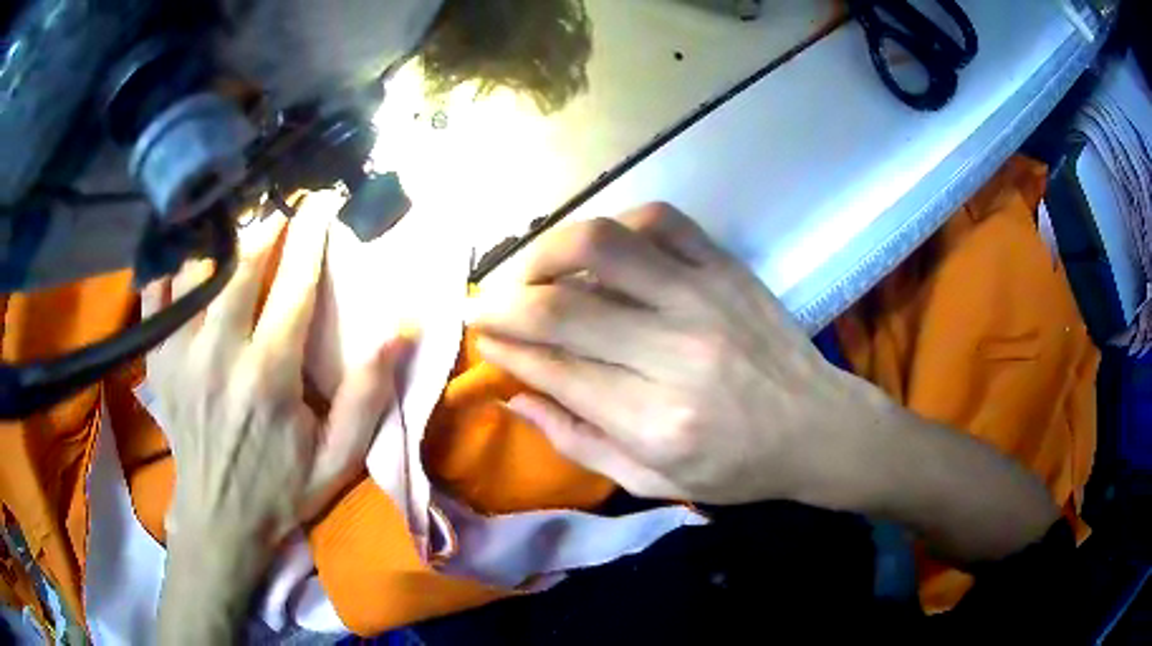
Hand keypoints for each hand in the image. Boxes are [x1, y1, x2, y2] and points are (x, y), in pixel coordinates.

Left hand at [143, 207, 408, 553]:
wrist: (219, 518)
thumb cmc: (282, 488)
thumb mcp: (340, 458)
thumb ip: (369, 395)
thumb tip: (402, 326)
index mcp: (268, 376)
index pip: (292, 283)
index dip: (311, 233)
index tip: (323, 201)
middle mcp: (218, 354)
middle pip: (239, 263)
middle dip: (265, 223)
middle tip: (281, 205)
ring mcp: (179, 354)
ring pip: (196, 268)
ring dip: (220, 238)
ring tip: (238, 224)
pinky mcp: (157, 360)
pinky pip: (156, 292)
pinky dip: (171, 264)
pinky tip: (186, 255)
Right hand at [468, 203, 892, 506]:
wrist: (820, 427)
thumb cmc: (738, 467)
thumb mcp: (655, 481)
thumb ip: (579, 443)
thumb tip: (516, 396)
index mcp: (657, 422)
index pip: (555, 369)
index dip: (505, 349)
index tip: (482, 338)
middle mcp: (677, 353)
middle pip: (562, 308)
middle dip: (503, 303)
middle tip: (484, 305)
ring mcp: (705, 298)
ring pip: (602, 246)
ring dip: (545, 253)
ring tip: (529, 273)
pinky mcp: (726, 267)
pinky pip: (658, 220)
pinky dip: (614, 226)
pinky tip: (598, 251)